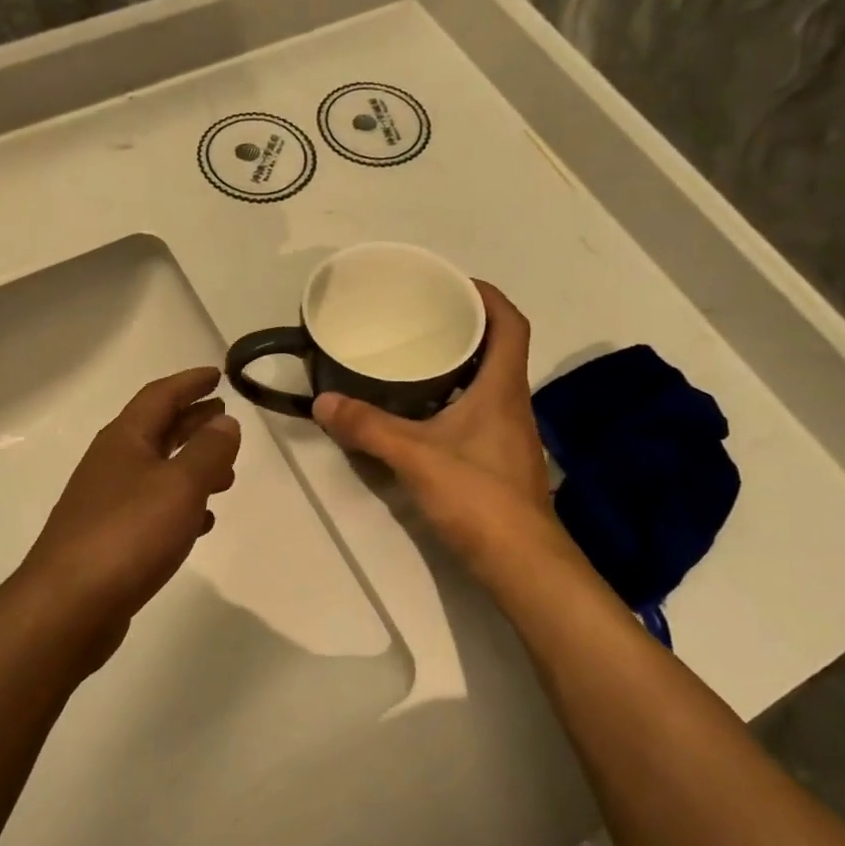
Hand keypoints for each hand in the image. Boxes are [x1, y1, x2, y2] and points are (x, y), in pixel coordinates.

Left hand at [10, 366, 240, 667]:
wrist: (68, 605)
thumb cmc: (128, 534)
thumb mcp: (180, 485)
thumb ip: (207, 451)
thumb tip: (225, 422)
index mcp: (125, 440)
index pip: (160, 396)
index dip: (190, 383)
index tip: (217, 375)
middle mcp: (112, 464)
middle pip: (157, 431)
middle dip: (192, 422)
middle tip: (224, 418)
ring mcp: (107, 502)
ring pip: (157, 471)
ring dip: (191, 466)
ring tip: (227, 474)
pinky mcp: (109, 539)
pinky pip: (152, 509)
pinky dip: (180, 506)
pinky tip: (201, 521)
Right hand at [313, 282, 571, 583]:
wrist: (521, 562)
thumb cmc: (478, 496)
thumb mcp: (415, 456)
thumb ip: (368, 427)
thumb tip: (323, 402)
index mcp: (502, 388)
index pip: (510, 324)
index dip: (488, 296)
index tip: (453, 283)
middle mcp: (511, 403)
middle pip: (497, 349)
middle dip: (464, 326)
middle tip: (420, 317)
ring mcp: (507, 434)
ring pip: (487, 382)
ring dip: (458, 364)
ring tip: (413, 356)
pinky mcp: (496, 459)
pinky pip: (476, 411)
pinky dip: (451, 399)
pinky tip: (419, 412)